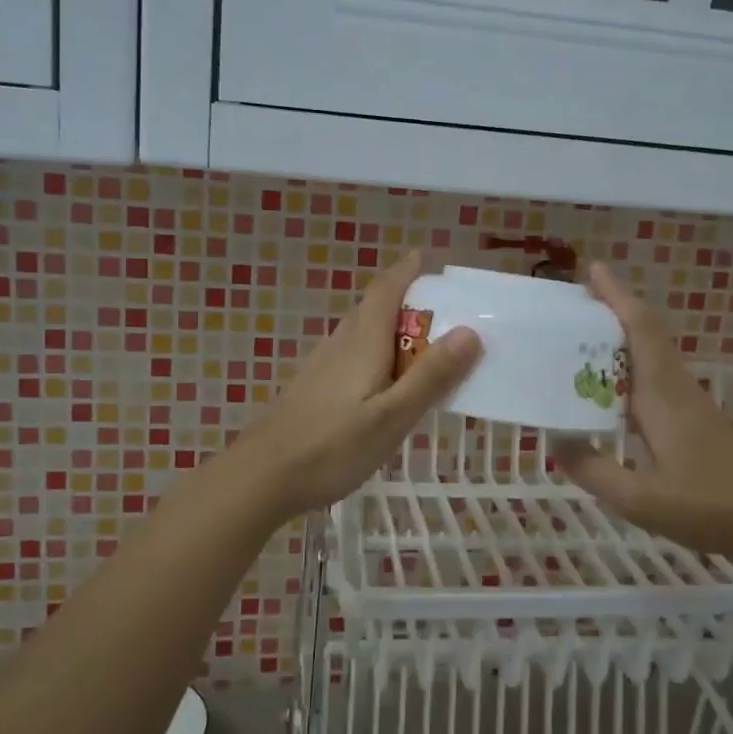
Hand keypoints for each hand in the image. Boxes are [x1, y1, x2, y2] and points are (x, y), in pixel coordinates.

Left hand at [234, 251, 479, 518]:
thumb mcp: (392, 417)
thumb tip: (470, 331)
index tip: (426, 258)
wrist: (262, 476)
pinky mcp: (312, 387)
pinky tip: (382, 383)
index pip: (385, 291)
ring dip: (390, 328)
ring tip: (420, 347)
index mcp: (362, 343)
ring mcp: (320, 366)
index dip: (405, 270)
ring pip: (360, 333)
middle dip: (404, 300)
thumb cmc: (332, 447)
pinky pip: (350, 355)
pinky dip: (374, 354)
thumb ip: (430, 376)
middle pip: (372, 309)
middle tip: (440, 310)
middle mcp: (339, 344)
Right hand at [554, 264, 732, 564]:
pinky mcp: (698, 420)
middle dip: (616, 310)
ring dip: (624, 337)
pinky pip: (659, 376)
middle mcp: (678, 389)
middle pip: (648, 334)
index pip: (641, 332)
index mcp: (663, 397)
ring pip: (655, 354)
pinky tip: (615, 389)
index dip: (618, 298)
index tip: (594, 270)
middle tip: (576, 302)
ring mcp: (692, 404)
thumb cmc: (710, 508)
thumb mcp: (642, 500)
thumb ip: (595, 471)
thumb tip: (556, 443)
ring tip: (584, 339)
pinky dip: (633, 365)